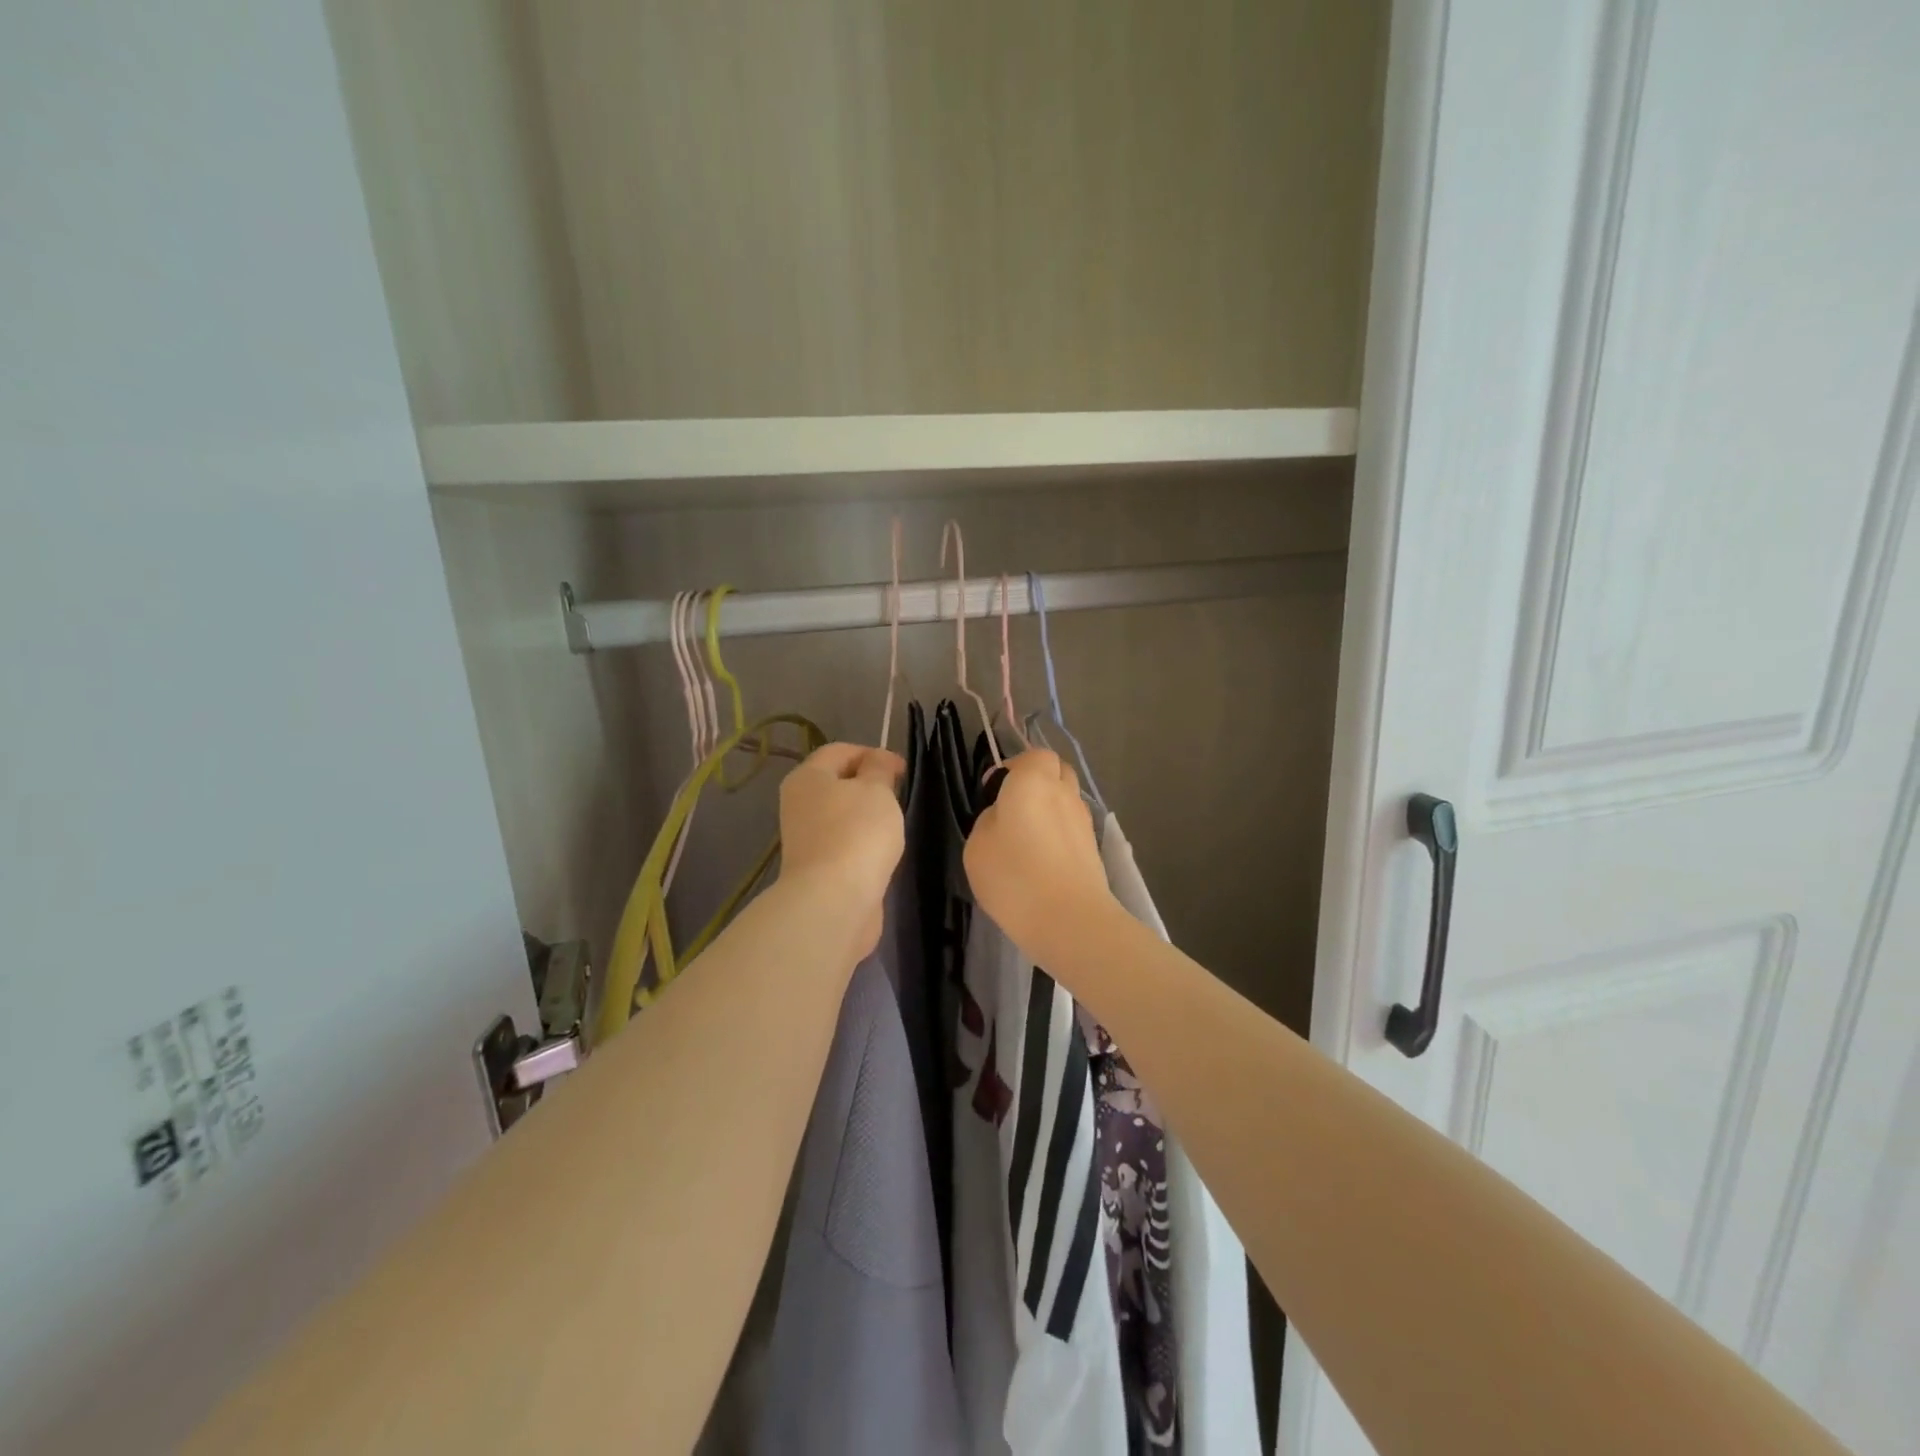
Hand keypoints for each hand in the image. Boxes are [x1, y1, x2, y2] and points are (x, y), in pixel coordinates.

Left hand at [778, 742, 906, 956]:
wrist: (835, 901)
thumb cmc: (857, 833)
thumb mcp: (877, 789)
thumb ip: (879, 768)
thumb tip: (877, 760)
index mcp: (807, 777)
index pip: (840, 751)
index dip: (873, 753)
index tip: (903, 770)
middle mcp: (799, 804)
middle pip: (838, 782)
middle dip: (871, 785)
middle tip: (899, 796)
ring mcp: (807, 838)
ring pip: (842, 814)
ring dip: (868, 816)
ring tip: (894, 825)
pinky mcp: (818, 867)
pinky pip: (845, 843)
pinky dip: (864, 843)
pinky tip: (882, 852)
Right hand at [964, 750, 1117, 967]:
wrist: (1070, 920)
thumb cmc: (1014, 876)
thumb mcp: (977, 845)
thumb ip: (989, 820)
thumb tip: (1003, 816)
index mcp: (1034, 781)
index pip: (1033, 756)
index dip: (1014, 768)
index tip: (994, 792)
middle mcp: (1064, 792)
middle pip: (1056, 772)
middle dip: (1037, 782)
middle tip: (1012, 810)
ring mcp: (1083, 820)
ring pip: (1067, 800)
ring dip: (1049, 809)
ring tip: (1026, 839)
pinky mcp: (1093, 848)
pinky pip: (1072, 827)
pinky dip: (1059, 834)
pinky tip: (1043, 860)